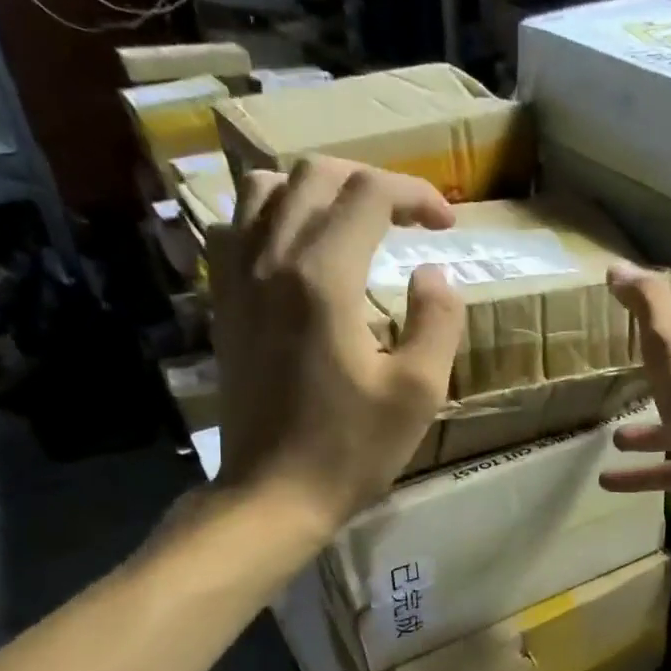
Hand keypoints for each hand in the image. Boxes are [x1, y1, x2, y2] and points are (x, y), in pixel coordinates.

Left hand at [205, 157, 464, 524]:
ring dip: (314, 192)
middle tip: (407, 218)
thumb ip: (437, 321)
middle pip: (315, 176)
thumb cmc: (351, 449)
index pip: (370, 194)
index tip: (447, 225)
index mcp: (324, 277)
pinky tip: (294, 251)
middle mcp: (271, 260)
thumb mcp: (418, 392)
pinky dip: (269, 219)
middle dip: (370, 183)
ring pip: (264, 190)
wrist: (272, 494)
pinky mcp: (222, 303)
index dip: (417, 195)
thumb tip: (432, 274)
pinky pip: (234, 228)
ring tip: (349, 223)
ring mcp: (236, 279)